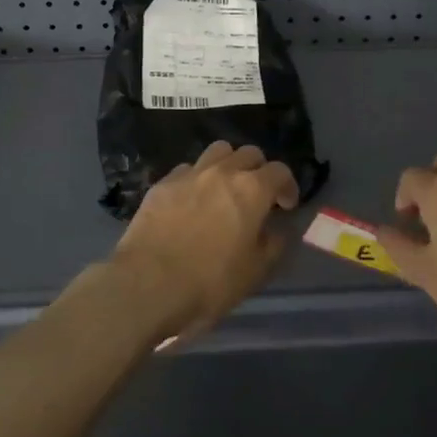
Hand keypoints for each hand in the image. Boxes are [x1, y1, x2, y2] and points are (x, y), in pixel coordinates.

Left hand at [103, 141, 299, 341]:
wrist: (148, 284)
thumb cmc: (210, 282)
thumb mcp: (255, 271)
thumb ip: (273, 244)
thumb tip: (276, 229)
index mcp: (251, 190)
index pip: (279, 171)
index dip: (287, 186)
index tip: (285, 206)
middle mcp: (222, 172)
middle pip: (249, 153)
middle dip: (259, 170)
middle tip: (257, 196)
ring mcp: (189, 174)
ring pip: (217, 152)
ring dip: (228, 165)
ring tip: (224, 189)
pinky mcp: (162, 184)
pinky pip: (187, 170)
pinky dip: (197, 179)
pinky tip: (192, 201)